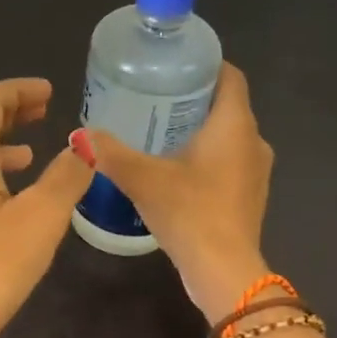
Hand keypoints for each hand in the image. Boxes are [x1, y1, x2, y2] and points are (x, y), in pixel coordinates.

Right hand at [86, 62, 273, 321]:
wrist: (224, 271)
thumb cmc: (190, 213)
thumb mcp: (143, 179)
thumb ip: (111, 153)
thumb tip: (80, 135)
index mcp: (235, 125)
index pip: (231, 76)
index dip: (205, 65)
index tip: (172, 66)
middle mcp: (253, 141)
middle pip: (226, 106)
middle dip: (192, 100)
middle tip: (153, 99)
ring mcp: (256, 172)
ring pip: (227, 137)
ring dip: (199, 132)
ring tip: (158, 134)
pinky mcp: (249, 197)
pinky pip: (228, 163)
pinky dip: (205, 159)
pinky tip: (174, 171)